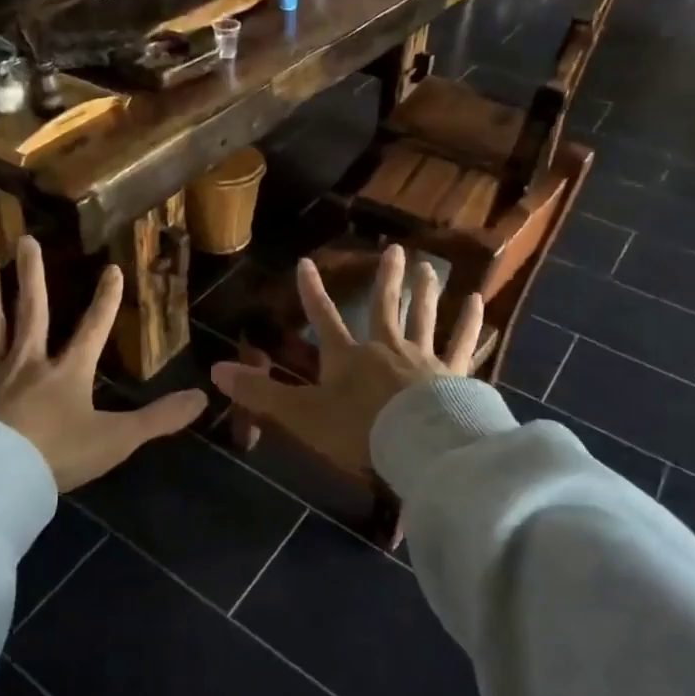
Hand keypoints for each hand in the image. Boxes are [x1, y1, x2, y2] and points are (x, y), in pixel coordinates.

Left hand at [0, 236, 206, 491]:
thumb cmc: (57, 458)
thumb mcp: (116, 440)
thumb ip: (159, 419)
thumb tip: (203, 398)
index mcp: (67, 372)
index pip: (93, 329)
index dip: (106, 300)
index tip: (113, 269)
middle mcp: (27, 362)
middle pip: (31, 312)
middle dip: (32, 276)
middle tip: (24, 240)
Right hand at [209, 245, 482, 473]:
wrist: (417, 446)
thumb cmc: (358, 430)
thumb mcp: (301, 415)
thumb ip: (261, 394)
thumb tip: (215, 371)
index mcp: (348, 357)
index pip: (323, 318)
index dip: (312, 292)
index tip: (306, 263)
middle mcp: (386, 348)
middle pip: (385, 307)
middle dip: (387, 279)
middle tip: (396, 249)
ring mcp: (423, 359)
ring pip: (425, 318)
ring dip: (426, 292)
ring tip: (430, 268)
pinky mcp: (454, 375)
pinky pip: (462, 344)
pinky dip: (470, 324)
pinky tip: (478, 304)